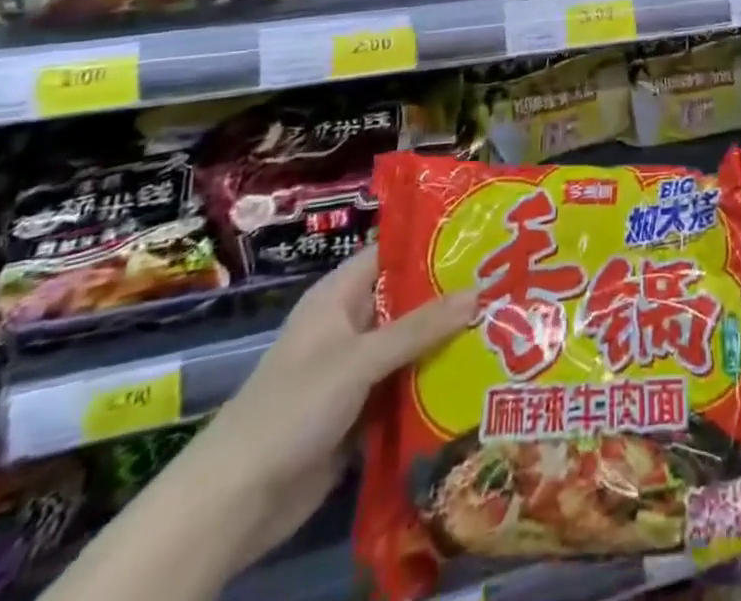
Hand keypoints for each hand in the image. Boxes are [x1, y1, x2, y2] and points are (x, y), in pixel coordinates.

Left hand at [189, 242, 476, 562]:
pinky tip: (476, 378)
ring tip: (504, 326)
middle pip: (407, 300)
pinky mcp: (361, 411)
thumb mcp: (360, 359)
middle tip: (505, 283)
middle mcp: (349, 325)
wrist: (235, 502)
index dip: (433, 243)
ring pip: (410, 345)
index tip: (481, 238)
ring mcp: (355, 370)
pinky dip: (433, 382)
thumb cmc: (293, 407)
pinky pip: (404, 386)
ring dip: (446, 342)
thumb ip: (420, 327)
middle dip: (451, 296)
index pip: (392, 253)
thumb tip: (480, 292)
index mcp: (339, 296)